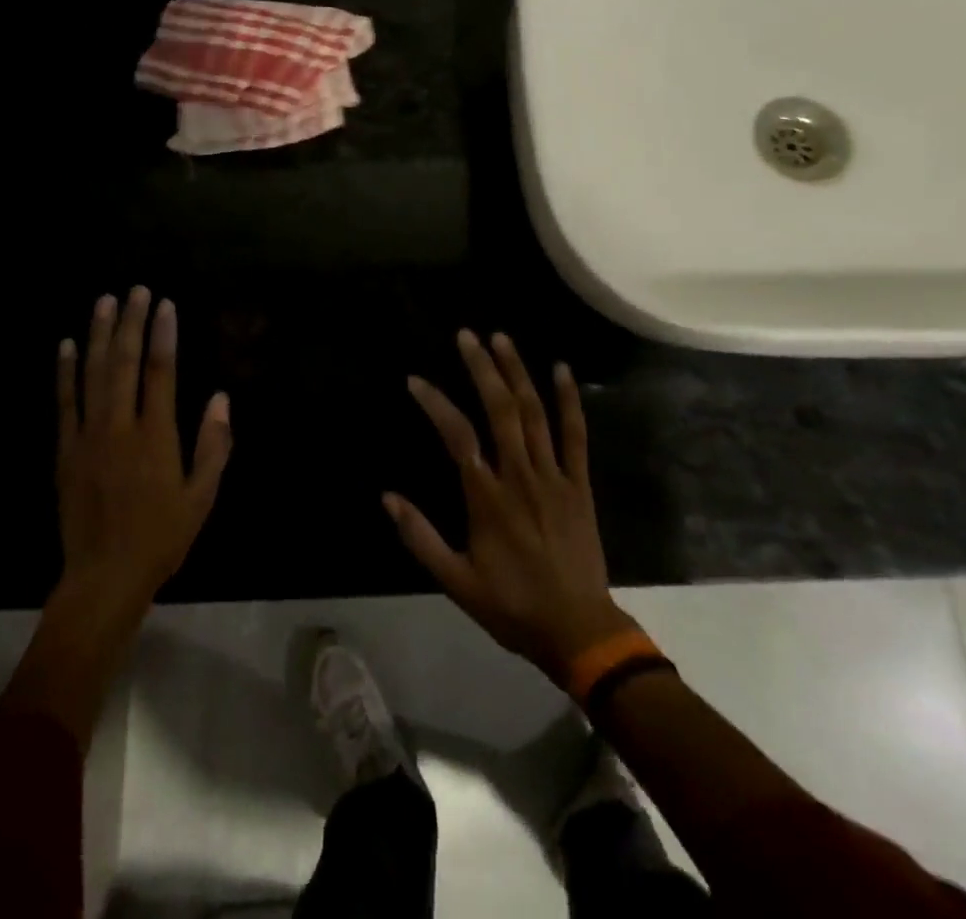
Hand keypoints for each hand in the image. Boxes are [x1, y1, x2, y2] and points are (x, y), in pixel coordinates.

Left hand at [54, 287, 231, 617]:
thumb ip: (213, 445)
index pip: (160, 372)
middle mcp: (120, 427)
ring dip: (100, 335)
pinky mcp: (65, 450)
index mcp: (156, 436)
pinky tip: (68, 345)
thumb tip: (220, 397)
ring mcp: (88, 436)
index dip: (163, 335)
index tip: (165, 305)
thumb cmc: (162, 537)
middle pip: (125, 363)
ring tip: (105, 302)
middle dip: (131, 323)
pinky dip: (65, 371)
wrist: (104, 577)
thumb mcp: (202, 496)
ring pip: (93, 374)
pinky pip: (64, 402)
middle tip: (136, 290)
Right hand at [386, 330, 635, 682]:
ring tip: (501, 338)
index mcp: (487, 497)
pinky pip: (575, 435)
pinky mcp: (579, 484)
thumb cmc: (512, 606)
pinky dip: (569, 400)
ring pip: (534, 413)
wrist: (578, 630)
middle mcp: (520, 475)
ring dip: (517, 372)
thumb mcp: (456, 581)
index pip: (457, 435)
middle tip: (466, 335)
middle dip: (482, 368)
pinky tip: (562, 369)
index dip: (435, 403)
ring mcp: (554, 476)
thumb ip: (420, 537)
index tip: (415, 380)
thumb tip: (386, 497)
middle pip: (500, 409)